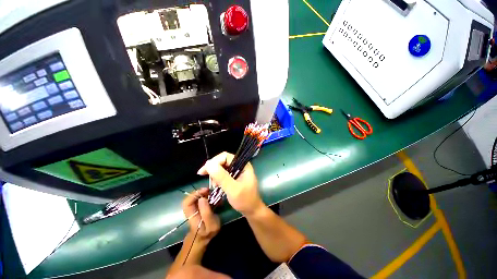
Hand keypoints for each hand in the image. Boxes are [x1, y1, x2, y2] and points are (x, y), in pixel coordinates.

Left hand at [182, 188, 219, 242]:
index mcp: (191, 215)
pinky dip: (208, 195)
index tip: (206, 190)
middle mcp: (190, 209)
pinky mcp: (198, 206)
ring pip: (197, 196)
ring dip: (206, 193)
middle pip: (191, 197)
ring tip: (214, 194)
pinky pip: (201, 198)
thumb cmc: (208, 232)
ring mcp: (194, 207)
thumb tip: (202, 198)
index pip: (187, 202)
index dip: (195, 194)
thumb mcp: (211, 225)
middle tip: (211, 191)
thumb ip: (206, 213)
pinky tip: (215, 197)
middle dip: (202, 192)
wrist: (204, 237)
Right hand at [197, 152, 265, 216]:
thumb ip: (221, 176)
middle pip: (223, 161)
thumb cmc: (245, 200)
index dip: (213, 162)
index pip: (225, 157)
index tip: (202, 172)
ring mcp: (238, 170)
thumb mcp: (233, 189)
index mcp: (243, 164)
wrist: (252, 210)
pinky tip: (217, 185)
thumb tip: (208, 164)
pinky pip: (224, 173)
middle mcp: (240, 165)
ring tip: (214, 185)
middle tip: (207, 179)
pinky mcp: (235, 176)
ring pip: (222, 167)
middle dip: (214, 169)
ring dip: (215, 174)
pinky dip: (218, 178)